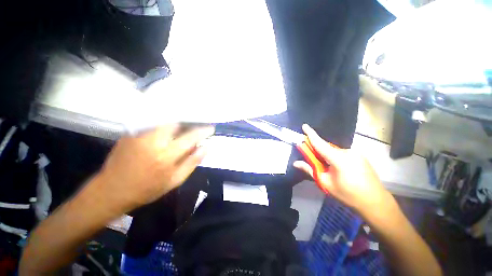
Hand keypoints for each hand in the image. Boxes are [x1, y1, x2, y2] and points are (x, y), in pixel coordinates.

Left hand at [96, 124, 214, 210]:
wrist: (111, 191)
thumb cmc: (147, 189)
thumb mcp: (175, 180)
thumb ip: (192, 162)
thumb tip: (205, 147)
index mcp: (166, 156)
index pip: (190, 137)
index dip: (203, 131)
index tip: (210, 128)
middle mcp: (153, 141)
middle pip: (177, 123)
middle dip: (188, 125)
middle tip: (193, 131)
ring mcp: (140, 135)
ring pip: (165, 122)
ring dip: (177, 125)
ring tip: (180, 132)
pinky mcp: (131, 133)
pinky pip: (154, 125)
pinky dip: (164, 127)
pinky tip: (164, 136)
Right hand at [293, 124, 388, 212]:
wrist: (375, 202)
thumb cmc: (348, 194)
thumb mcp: (325, 183)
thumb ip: (310, 170)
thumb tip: (295, 163)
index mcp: (338, 159)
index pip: (320, 143)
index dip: (311, 134)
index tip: (304, 126)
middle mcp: (347, 152)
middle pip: (326, 147)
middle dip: (317, 151)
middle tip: (313, 160)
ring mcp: (356, 153)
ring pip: (334, 151)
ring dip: (326, 156)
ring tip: (328, 169)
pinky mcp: (360, 156)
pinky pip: (342, 153)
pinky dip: (335, 157)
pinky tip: (339, 169)